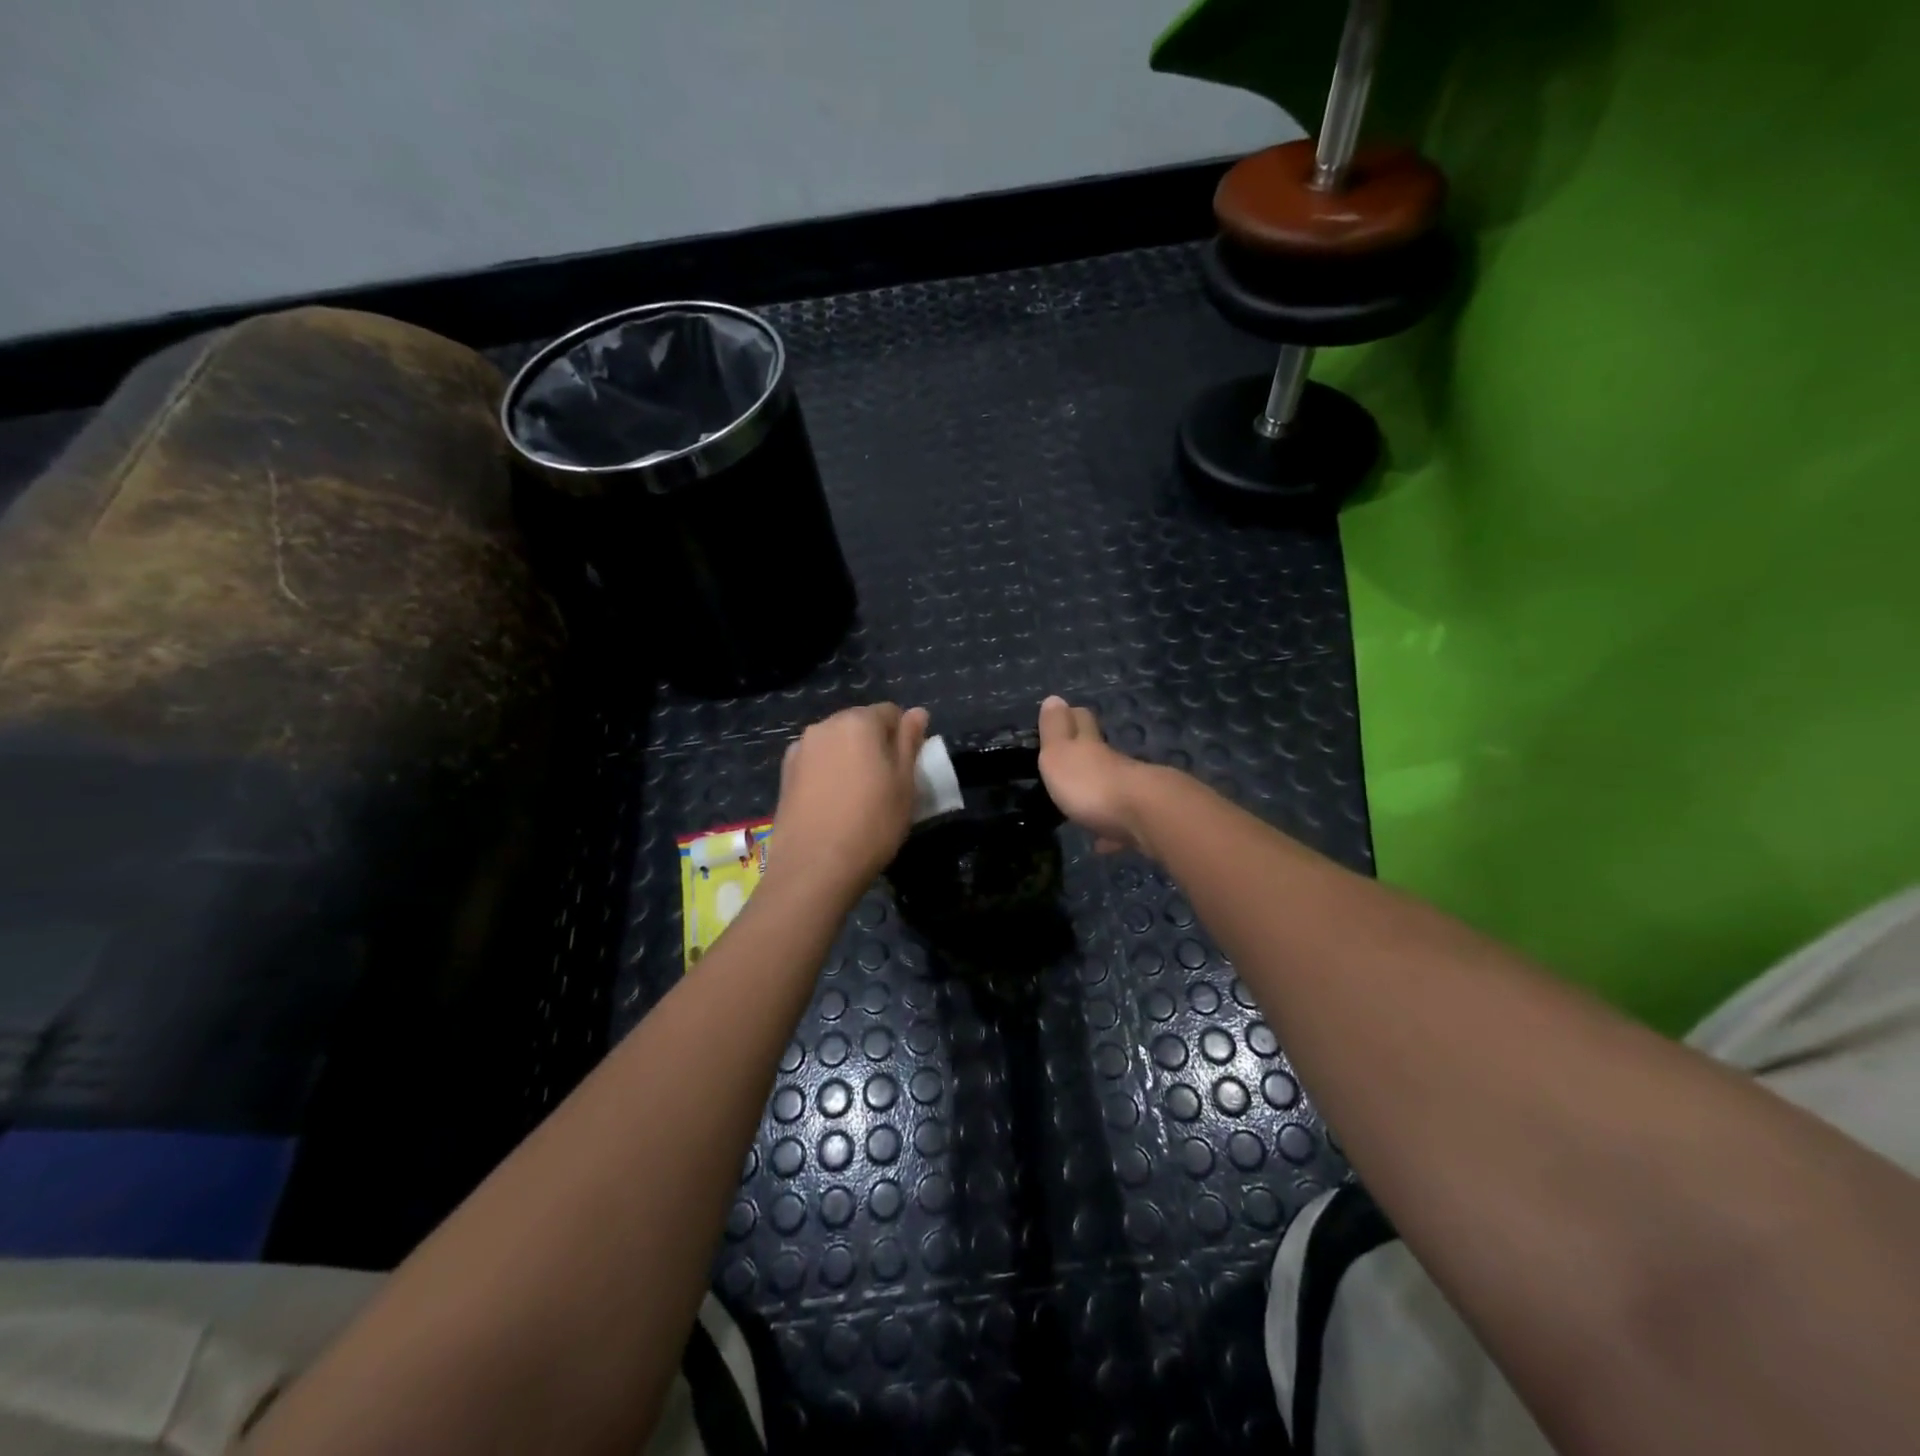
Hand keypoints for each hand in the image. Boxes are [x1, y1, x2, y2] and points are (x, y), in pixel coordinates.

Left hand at [770, 703, 928, 899]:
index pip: (890, 713)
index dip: (903, 737)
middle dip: (874, 744)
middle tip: (885, 783)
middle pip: (859, 725)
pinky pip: (816, 763)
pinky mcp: (785, 775)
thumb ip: (909, 742)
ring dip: (849, 759)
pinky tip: (833, 804)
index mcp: (858, 722)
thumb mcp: (904, 784)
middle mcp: (824, 726)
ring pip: (836, 744)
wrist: (814, 867)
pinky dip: (828, 774)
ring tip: (857, 797)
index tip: (906, 768)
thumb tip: (917, 712)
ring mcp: (800, 750)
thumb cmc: (872, 824)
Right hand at [1037, 696, 1158, 854]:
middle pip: (1103, 754)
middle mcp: (1116, 765)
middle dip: (1090, 754)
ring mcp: (1135, 793)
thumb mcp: (1060, 754)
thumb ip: (1055, 730)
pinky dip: (1113, 831)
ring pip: (1116, 787)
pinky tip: (1104, 844)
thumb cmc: (1092, 784)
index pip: (1083, 723)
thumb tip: (1054, 698)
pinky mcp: (1147, 822)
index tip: (1068, 714)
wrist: (1147, 817)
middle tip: (1076, 760)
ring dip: (1103, 793)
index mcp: (1091, 748)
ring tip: (1086, 807)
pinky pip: (1125, 824)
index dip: (1074, 718)